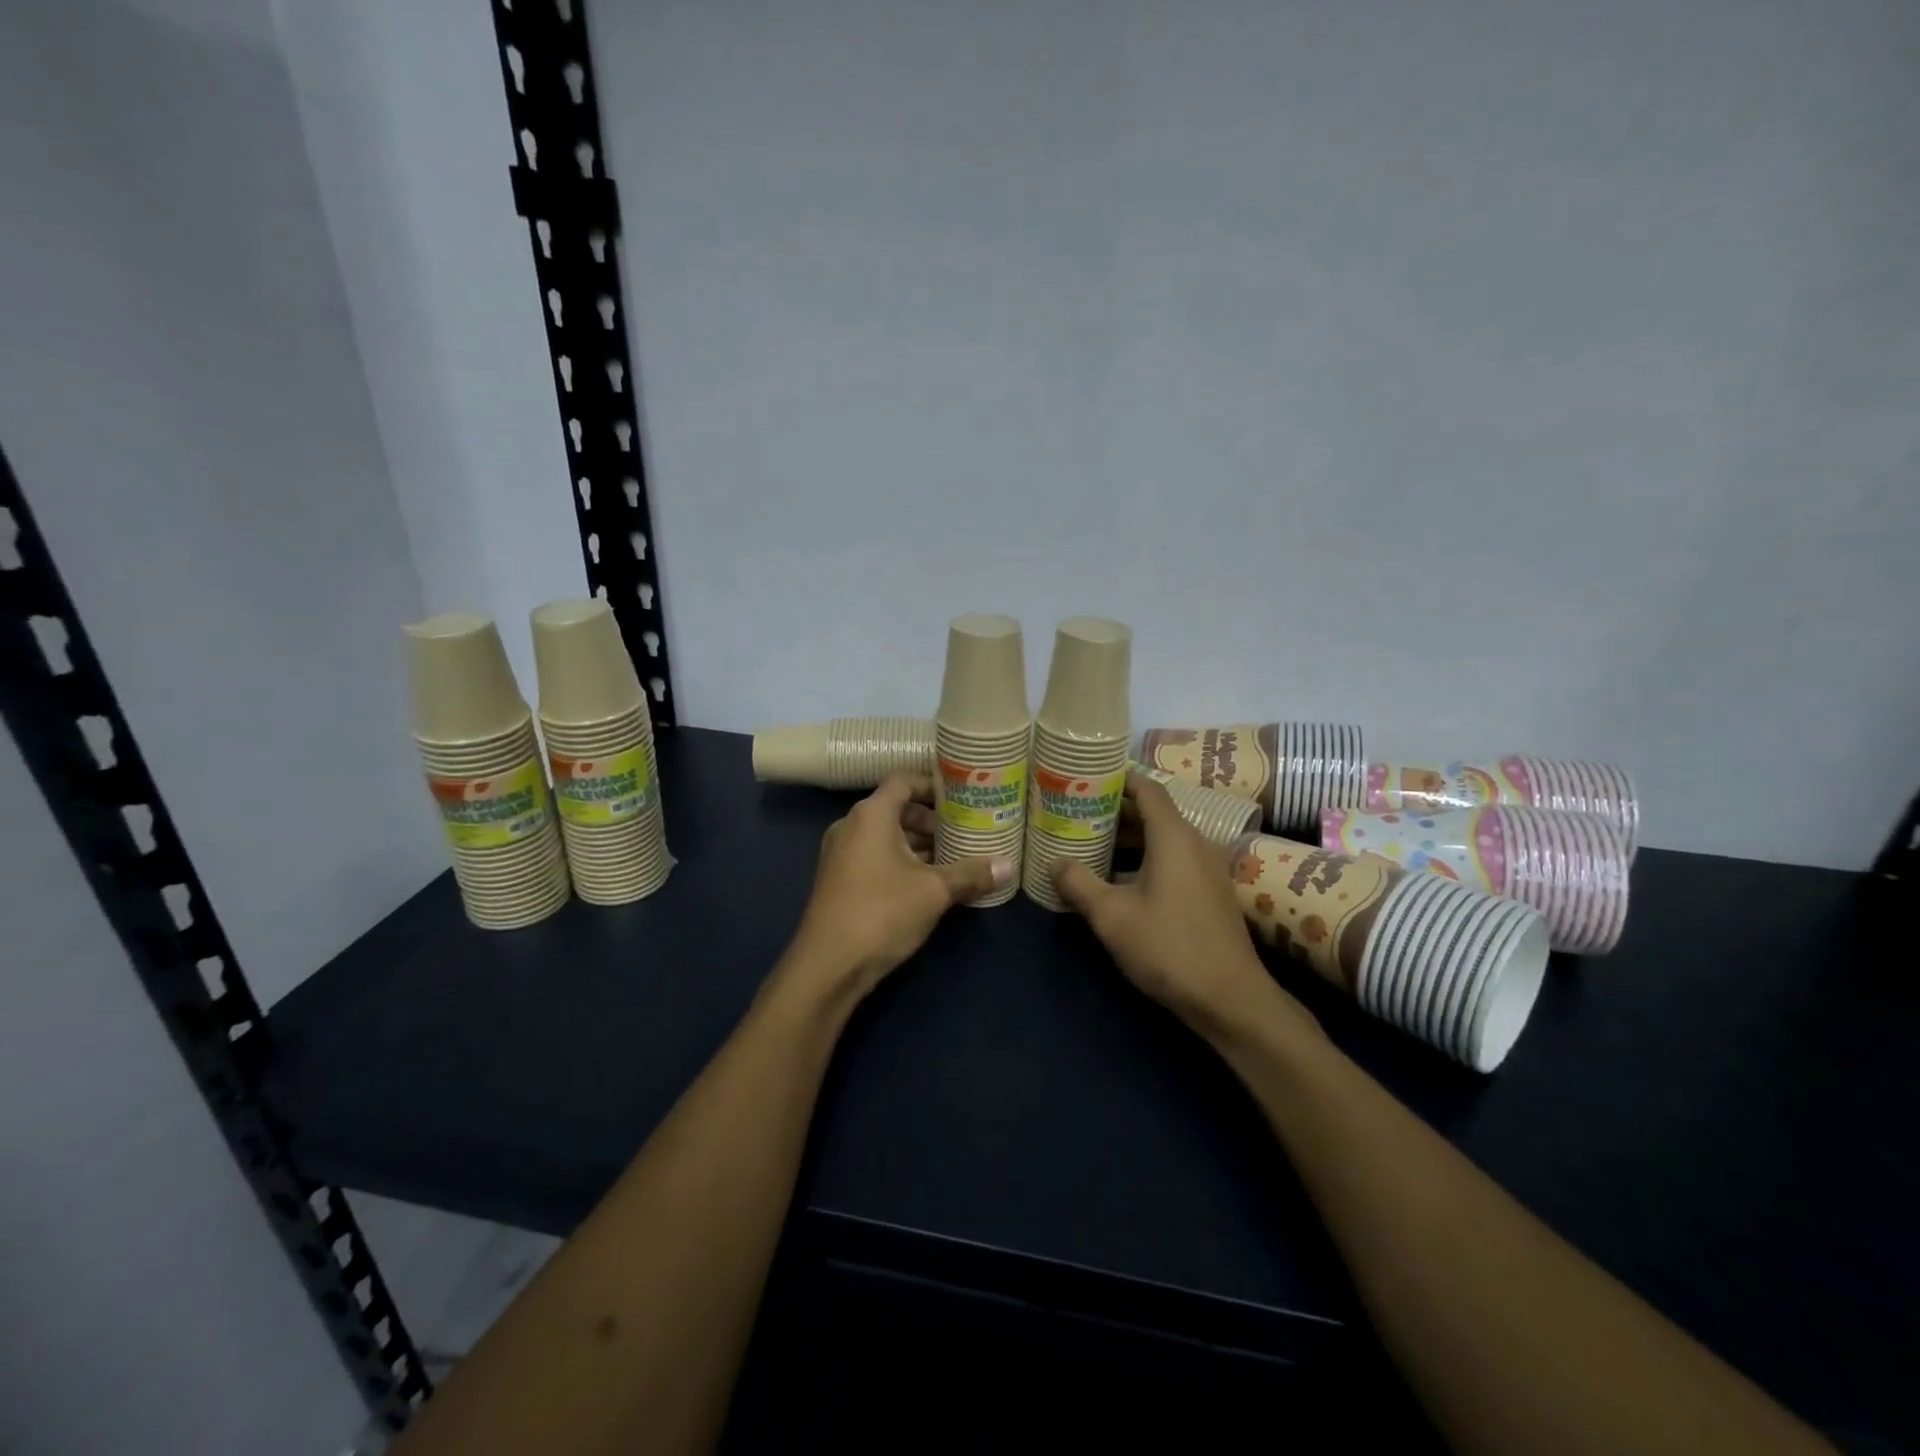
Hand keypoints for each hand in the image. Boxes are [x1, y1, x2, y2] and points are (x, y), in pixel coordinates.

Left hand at [785, 775, 1012, 999]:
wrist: (828, 965)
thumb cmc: (882, 912)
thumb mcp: (934, 891)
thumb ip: (971, 874)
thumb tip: (1009, 866)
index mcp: (871, 815)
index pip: (903, 781)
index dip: (933, 784)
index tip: (962, 797)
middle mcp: (851, 826)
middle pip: (896, 809)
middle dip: (931, 820)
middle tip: (964, 831)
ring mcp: (841, 854)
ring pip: (886, 836)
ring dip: (918, 844)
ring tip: (954, 858)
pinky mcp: (840, 880)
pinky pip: (875, 857)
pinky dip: (901, 862)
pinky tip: (929, 884)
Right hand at [1054, 773, 1316, 1040]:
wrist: (1230, 999)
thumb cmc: (1168, 948)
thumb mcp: (1111, 916)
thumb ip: (1079, 883)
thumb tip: (1055, 861)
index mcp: (1174, 837)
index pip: (1147, 788)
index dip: (1117, 779)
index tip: (1086, 779)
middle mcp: (1195, 843)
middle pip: (1154, 812)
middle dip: (1115, 810)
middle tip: (1077, 813)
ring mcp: (1207, 868)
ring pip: (1163, 838)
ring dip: (1129, 837)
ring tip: (1090, 843)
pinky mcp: (1210, 892)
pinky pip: (1174, 859)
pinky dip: (1146, 857)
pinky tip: (1118, 878)